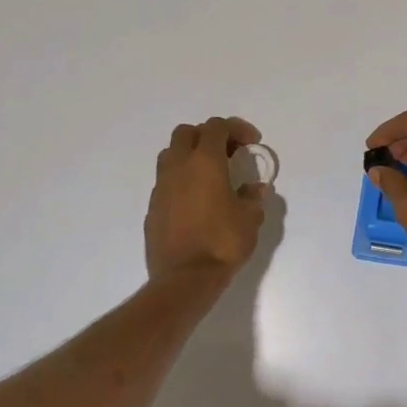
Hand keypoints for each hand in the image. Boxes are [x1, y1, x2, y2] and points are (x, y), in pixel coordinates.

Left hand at [145, 117, 268, 286]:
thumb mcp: (249, 219)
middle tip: (228, 153)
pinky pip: (166, 181)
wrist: (184, 279)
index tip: (252, 143)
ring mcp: (161, 186)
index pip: (216, 126)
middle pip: (187, 132)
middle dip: (208, 136)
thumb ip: (252, 198)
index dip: (236, 128)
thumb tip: (254, 189)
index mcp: (205, 162)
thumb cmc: (222, 243)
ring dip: (190, 155)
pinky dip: (181, 180)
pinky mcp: (152, 207)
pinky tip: (196, 200)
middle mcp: (179, 167)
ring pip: (171, 154)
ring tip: (209, 174)